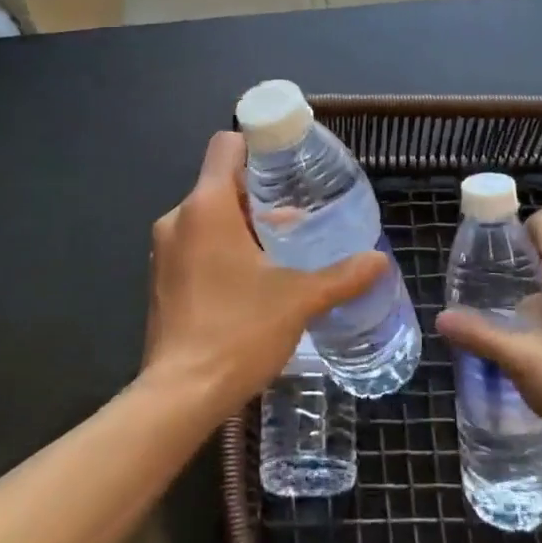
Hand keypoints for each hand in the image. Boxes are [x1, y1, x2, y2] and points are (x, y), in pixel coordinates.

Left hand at [141, 131, 387, 418]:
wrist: (179, 396)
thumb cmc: (238, 331)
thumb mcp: (299, 299)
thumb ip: (342, 276)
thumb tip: (380, 260)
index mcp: (207, 206)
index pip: (226, 146)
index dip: (257, 147)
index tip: (287, 167)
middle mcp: (179, 218)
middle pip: (221, 183)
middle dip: (259, 198)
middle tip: (298, 221)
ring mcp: (164, 250)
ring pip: (208, 216)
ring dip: (242, 226)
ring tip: (281, 254)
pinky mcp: (161, 279)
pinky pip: (195, 244)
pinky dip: (222, 250)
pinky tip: (252, 282)